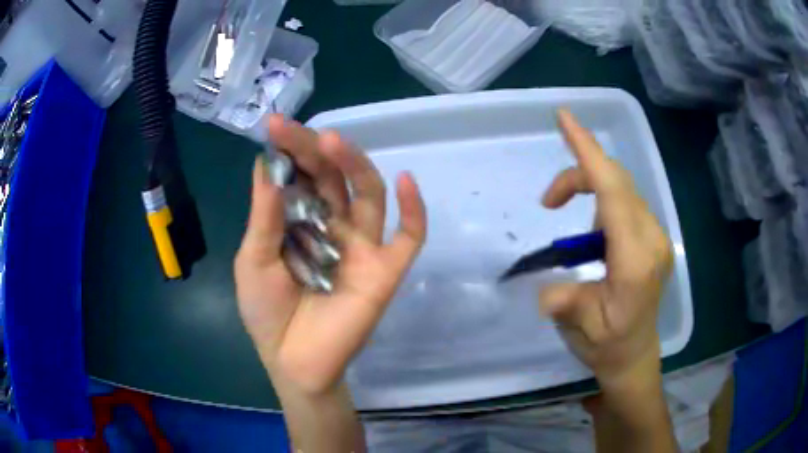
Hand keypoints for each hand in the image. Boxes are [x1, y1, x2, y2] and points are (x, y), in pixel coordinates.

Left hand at [235, 115, 426, 395]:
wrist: (294, 362)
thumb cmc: (267, 312)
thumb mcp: (253, 259)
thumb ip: (264, 215)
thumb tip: (266, 163)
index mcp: (300, 221)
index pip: (300, 176)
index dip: (290, 151)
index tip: (275, 126)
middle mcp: (333, 225)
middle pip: (332, 178)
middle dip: (315, 150)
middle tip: (295, 130)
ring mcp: (363, 246)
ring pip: (369, 195)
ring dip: (355, 165)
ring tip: (333, 142)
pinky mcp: (386, 270)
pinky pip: (409, 237)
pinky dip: (415, 210)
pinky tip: (408, 180)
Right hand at [540, 110, 673, 390]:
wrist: (634, 354)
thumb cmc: (608, 345)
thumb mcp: (584, 332)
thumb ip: (569, 306)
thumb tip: (545, 292)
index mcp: (636, 260)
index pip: (614, 192)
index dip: (589, 152)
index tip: (565, 119)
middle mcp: (652, 238)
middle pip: (617, 181)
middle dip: (579, 174)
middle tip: (548, 201)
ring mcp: (655, 234)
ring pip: (621, 186)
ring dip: (588, 184)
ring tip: (559, 207)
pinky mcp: (652, 234)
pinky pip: (625, 198)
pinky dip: (600, 194)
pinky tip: (590, 225)